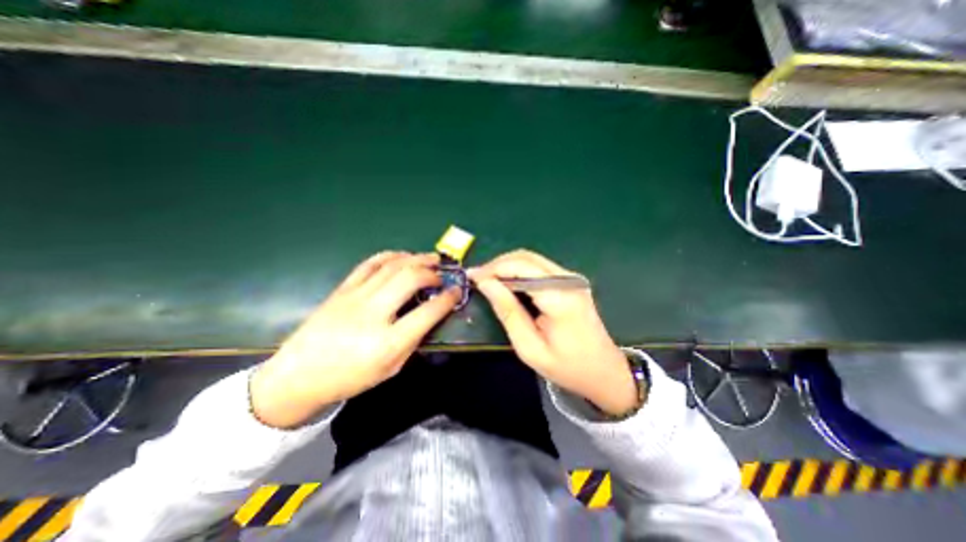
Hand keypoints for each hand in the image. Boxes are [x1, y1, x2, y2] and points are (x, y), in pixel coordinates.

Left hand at [249, 252, 459, 429]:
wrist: (299, 375)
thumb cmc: (350, 377)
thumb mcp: (391, 369)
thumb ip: (413, 340)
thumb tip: (430, 314)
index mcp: (388, 342)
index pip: (428, 312)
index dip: (448, 299)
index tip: (457, 291)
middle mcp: (373, 315)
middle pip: (410, 279)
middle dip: (432, 272)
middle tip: (442, 273)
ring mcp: (355, 297)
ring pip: (392, 266)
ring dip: (416, 258)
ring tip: (431, 258)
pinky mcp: (343, 289)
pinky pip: (370, 263)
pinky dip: (391, 255)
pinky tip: (403, 256)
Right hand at [469, 250, 640, 414]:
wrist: (604, 371)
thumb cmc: (566, 366)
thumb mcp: (529, 347)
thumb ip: (507, 312)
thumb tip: (485, 283)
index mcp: (560, 297)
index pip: (520, 267)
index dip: (492, 268)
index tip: (471, 276)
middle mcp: (568, 280)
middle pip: (526, 257)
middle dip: (498, 264)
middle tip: (478, 278)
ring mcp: (572, 278)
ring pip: (531, 259)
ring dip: (507, 266)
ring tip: (488, 280)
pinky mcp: (571, 281)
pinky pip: (539, 267)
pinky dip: (519, 270)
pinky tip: (508, 282)